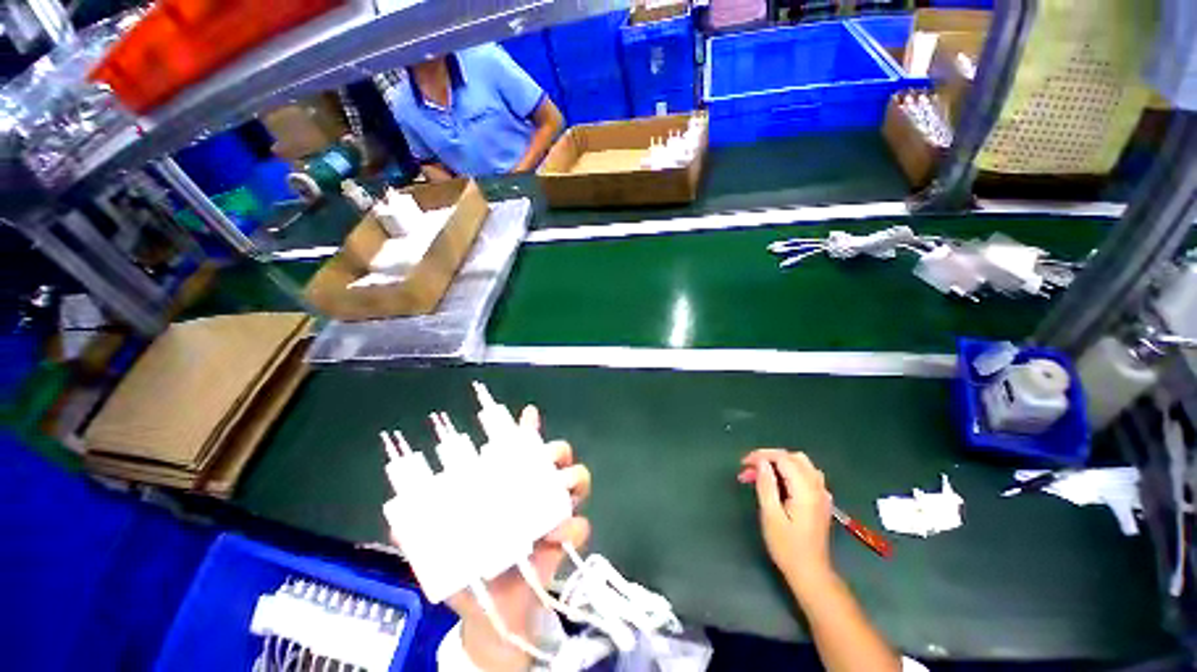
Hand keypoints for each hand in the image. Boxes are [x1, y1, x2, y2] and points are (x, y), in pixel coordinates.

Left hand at [446, 406, 591, 670]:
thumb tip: (397, 517)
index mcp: (508, 485)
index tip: (528, 414)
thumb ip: (420, 533)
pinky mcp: (566, 540)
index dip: (527, 429)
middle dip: (557, 449)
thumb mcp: (441, 551)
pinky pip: (581, 524)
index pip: (521, 448)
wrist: (493, 615)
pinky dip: (574, 525)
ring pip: (577, 479)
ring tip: (561, 484)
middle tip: (547, 456)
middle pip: (556, 456)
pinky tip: (558, 532)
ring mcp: (554, 511)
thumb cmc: (470, 574)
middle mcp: (535, 490)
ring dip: (573, 476)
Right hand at [739, 449, 833, 589]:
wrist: (810, 572)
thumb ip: (767, 485)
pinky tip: (779, 484)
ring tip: (761, 475)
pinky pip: (807, 475)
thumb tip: (762, 462)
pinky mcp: (821, 501)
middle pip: (794, 457)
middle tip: (750, 469)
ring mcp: (822, 494)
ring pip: (801, 464)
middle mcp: (817, 487)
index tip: (744, 464)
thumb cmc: (787, 546)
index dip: (762, 456)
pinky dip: (790, 472)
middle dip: (770, 457)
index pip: (783, 458)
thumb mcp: (771, 516)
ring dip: (780, 464)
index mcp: (805, 490)